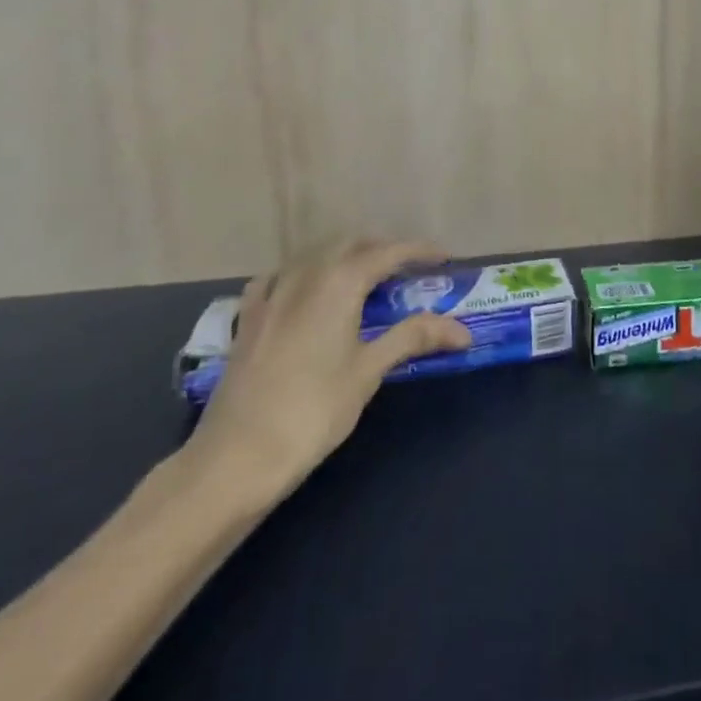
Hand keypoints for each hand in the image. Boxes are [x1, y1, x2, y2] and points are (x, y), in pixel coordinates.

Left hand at [183, 238, 471, 507]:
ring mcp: (271, 294)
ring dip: (343, 257)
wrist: (237, 455)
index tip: (444, 258)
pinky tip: (303, 292)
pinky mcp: (248, 318)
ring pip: (312, 256)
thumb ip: (413, 338)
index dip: (418, 251)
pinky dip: (300, 275)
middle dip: (381, 249)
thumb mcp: (369, 371)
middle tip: (408, 270)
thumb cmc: (314, 410)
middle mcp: (304, 275)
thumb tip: (463, 330)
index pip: (387, 253)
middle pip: (349, 245)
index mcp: (339, 282)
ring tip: (364, 279)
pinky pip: (277, 278)